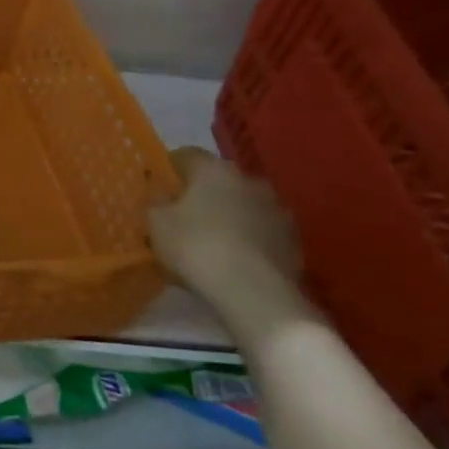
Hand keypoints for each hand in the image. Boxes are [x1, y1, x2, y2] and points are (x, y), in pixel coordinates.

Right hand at [148, 148, 312, 334]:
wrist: (255, 293)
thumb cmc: (196, 247)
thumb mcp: (156, 222)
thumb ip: (155, 201)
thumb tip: (161, 192)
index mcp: (214, 169)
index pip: (185, 155)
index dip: (168, 169)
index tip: (156, 188)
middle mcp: (249, 181)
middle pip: (217, 181)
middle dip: (200, 195)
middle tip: (181, 217)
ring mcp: (277, 211)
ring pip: (242, 206)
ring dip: (227, 217)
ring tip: (209, 243)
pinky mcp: (293, 241)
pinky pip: (260, 232)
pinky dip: (247, 240)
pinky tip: (233, 261)